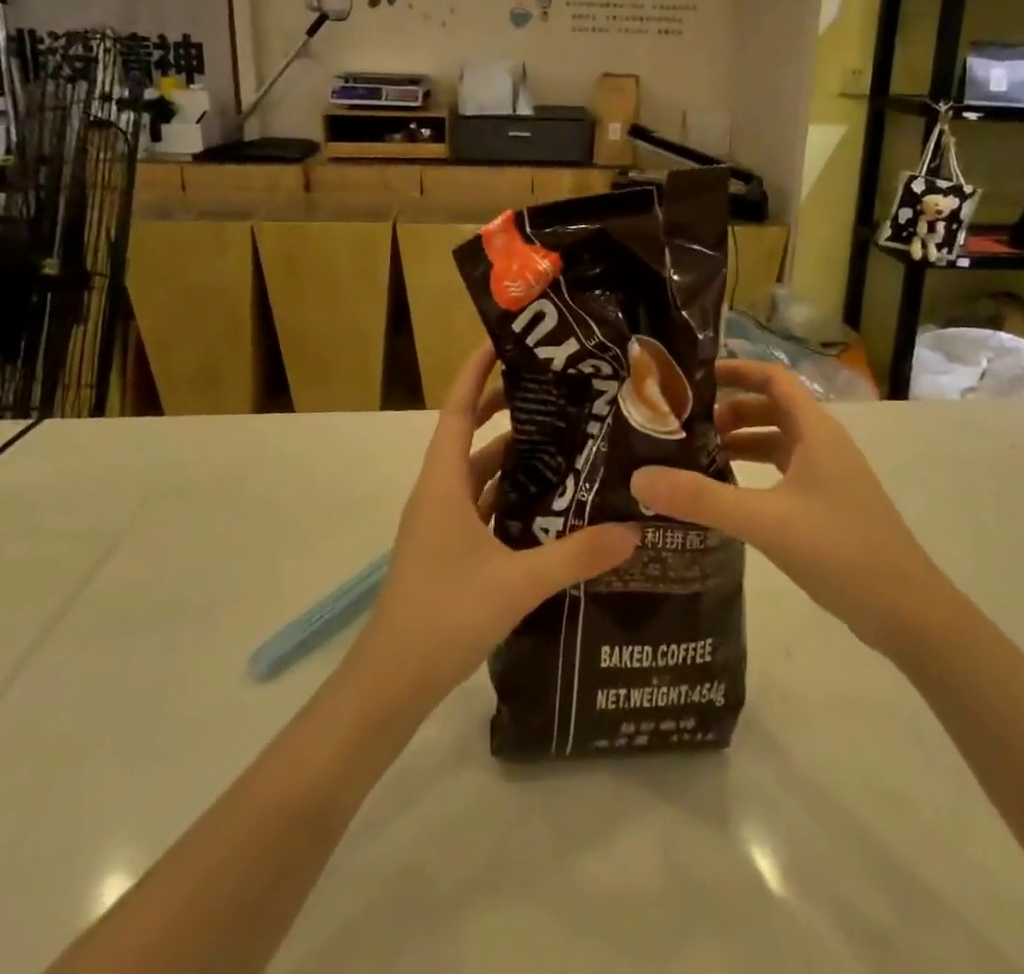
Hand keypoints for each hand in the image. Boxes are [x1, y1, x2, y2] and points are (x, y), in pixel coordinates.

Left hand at [350, 344, 640, 709]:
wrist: (389, 684)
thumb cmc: (442, 616)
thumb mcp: (517, 583)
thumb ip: (576, 555)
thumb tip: (634, 530)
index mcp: (443, 483)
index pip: (458, 409)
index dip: (476, 370)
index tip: (503, 339)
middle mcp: (438, 493)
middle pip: (470, 434)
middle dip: (505, 408)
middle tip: (556, 390)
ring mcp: (441, 524)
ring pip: (478, 473)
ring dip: (512, 455)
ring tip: (563, 439)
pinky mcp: (448, 551)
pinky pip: (482, 506)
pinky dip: (510, 495)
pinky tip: (547, 503)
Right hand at [632, 359, 942, 654]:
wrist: (907, 611)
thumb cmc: (840, 550)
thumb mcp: (764, 520)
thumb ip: (702, 498)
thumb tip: (640, 477)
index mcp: (815, 431)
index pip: (773, 378)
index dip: (736, 370)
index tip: (692, 379)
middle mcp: (824, 444)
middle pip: (772, 408)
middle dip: (730, 410)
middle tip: (685, 424)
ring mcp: (829, 475)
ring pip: (778, 441)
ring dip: (741, 440)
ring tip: (697, 455)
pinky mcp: (828, 505)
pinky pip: (784, 471)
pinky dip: (755, 470)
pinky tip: (729, 492)